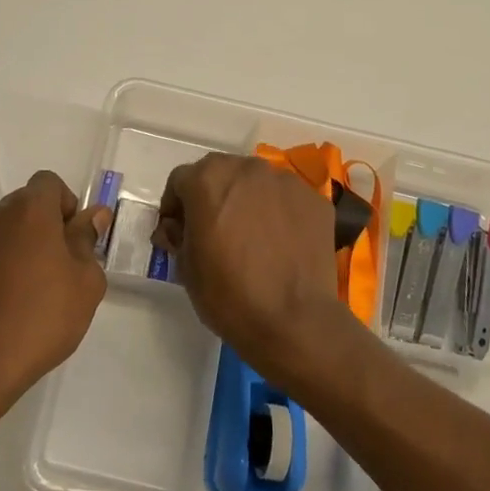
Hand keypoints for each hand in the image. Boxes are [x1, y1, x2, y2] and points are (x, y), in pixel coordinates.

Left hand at [0, 171, 109, 408]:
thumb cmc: (42, 318)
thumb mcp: (85, 283)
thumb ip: (87, 240)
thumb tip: (93, 215)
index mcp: (28, 210)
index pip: (48, 183)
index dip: (64, 205)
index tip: (72, 240)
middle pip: (20, 207)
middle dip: (38, 228)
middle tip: (52, 270)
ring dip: (9, 249)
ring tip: (20, 293)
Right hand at [155, 154, 354, 387]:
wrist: (294, 321)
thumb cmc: (229, 294)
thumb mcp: (185, 268)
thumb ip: (177, 235)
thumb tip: (177, 228)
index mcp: (207, 180)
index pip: (180, 181)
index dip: (175, 207)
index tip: (178, 232)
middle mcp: (246, 169)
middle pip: (220, 173)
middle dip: (212, 196)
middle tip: (214, 231)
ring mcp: (284, 181)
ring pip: (255, 183)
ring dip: (246, 201)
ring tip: (251, 237)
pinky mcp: (313, 199)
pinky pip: (286, 199)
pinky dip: (278, 213)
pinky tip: (280, 243)